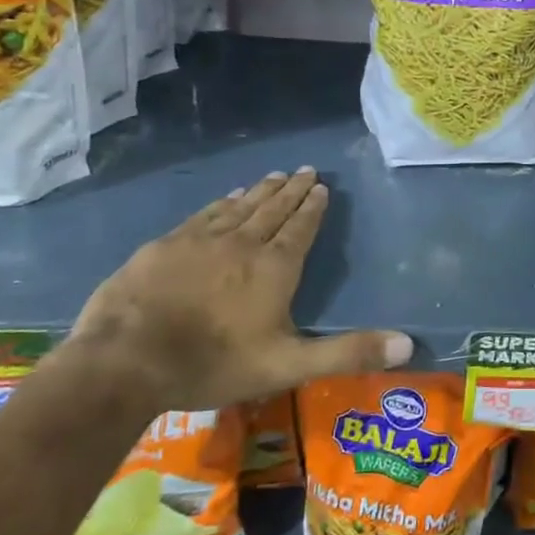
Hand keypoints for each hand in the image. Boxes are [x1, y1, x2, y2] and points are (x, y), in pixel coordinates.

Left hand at [69, 168, 410, 411]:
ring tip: (273, 176)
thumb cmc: (213, 363)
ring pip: (239, 207)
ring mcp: (201, 241)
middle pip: (273, 209)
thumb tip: (408, 344)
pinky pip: (204, 215)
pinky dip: (221, 203)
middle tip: (304, 169)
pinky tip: (225, 197)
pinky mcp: (166, 246)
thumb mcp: (288, 365)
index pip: (300, 228)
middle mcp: (243, 243)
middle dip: (291, 190)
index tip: (321, 186)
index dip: (312, 207)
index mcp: (275, 268)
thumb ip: (347, 353)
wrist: (126, 360)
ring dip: (259, 191)